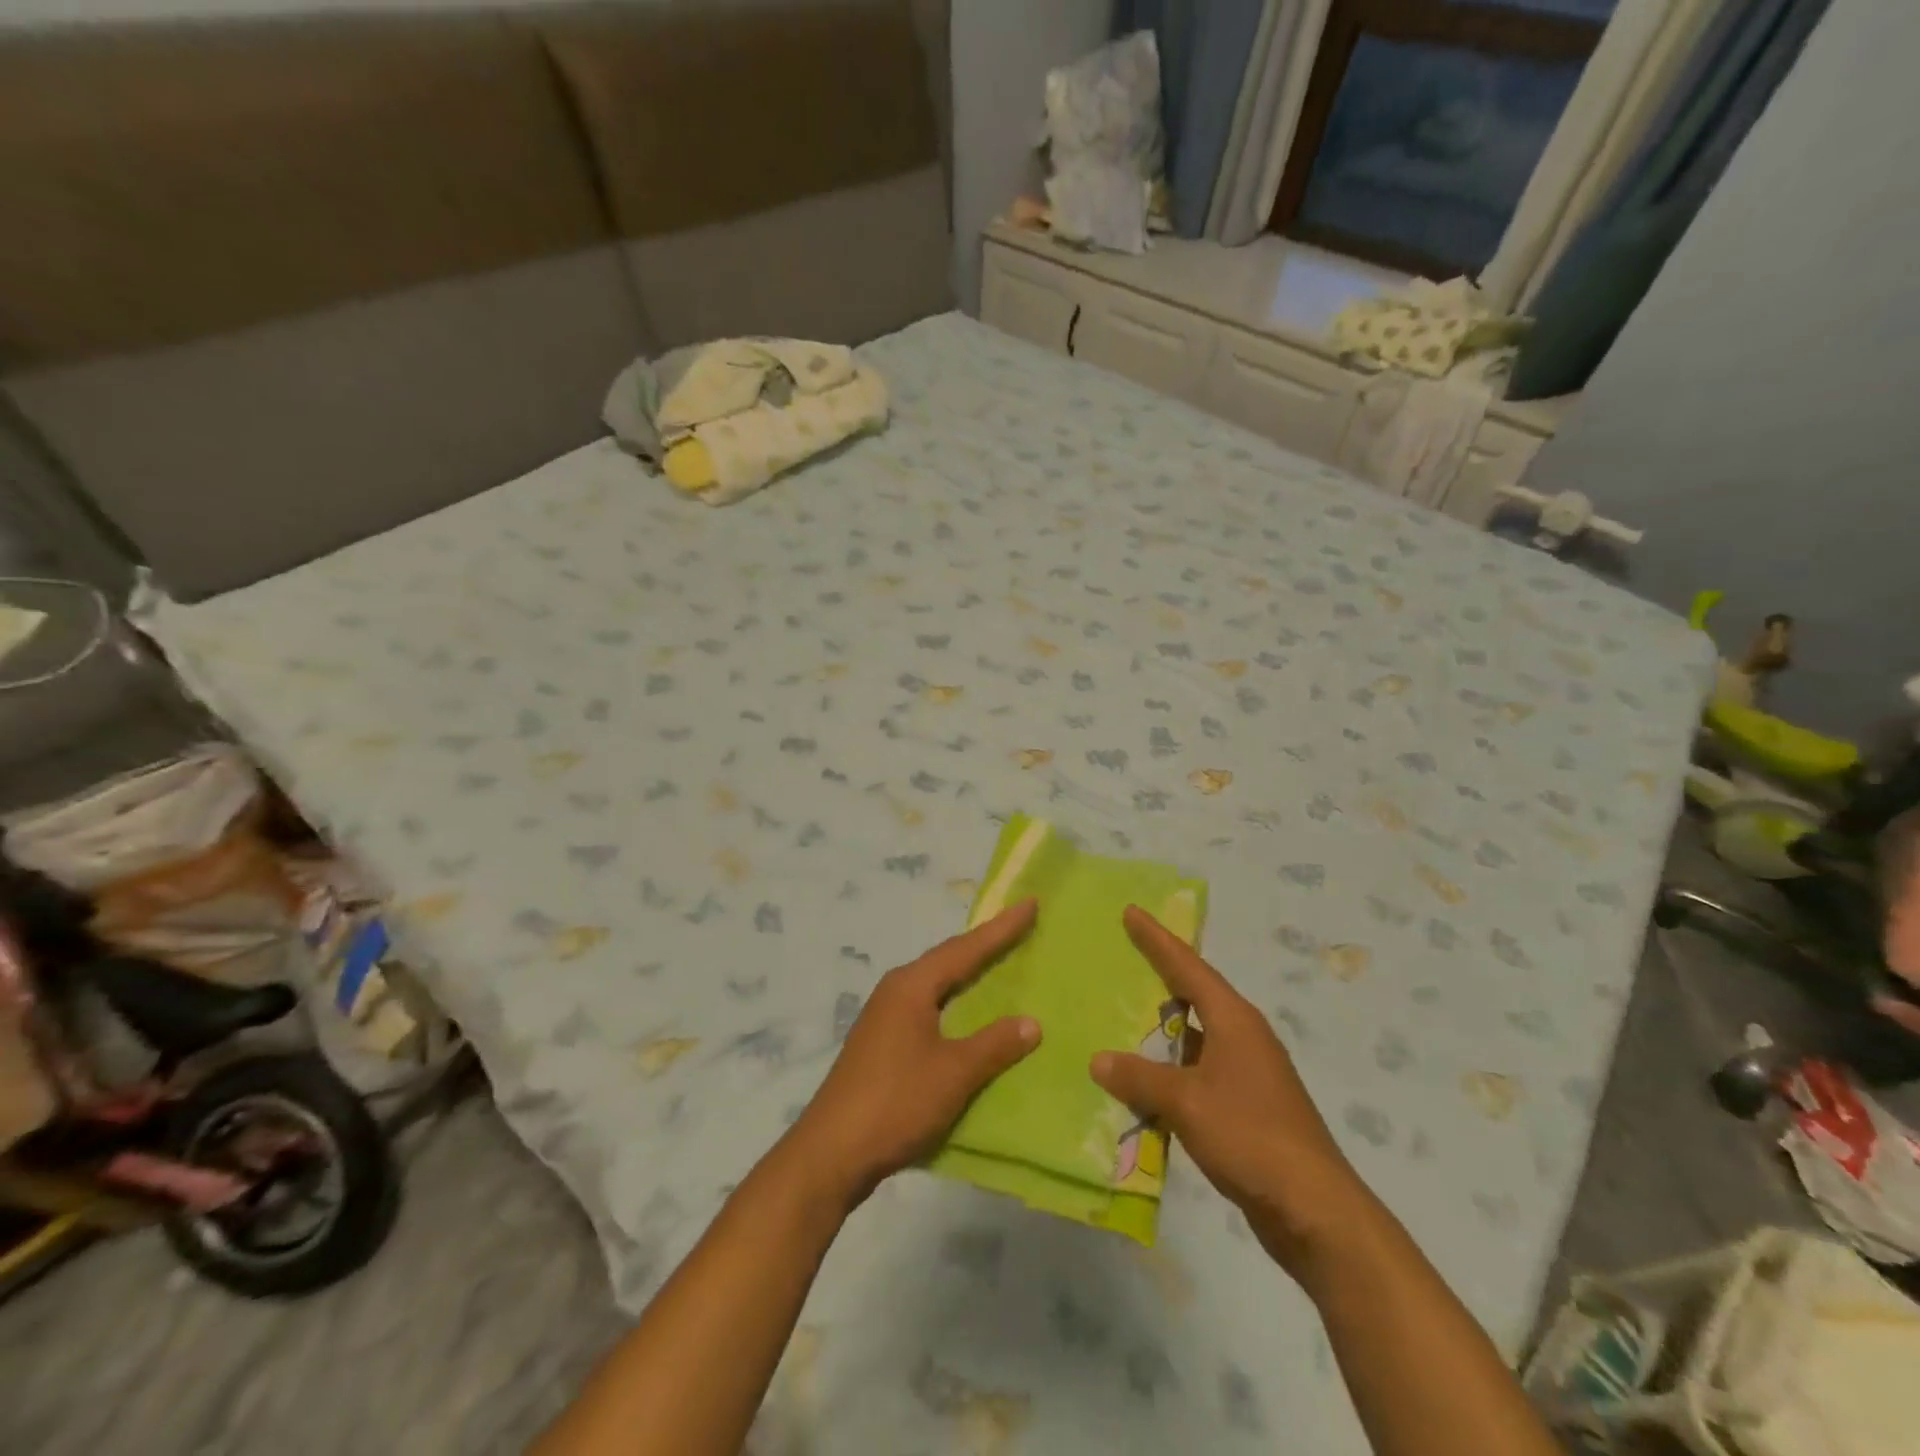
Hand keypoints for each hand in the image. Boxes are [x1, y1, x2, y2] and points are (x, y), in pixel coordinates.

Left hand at [788, 902, 1041, 1208]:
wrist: (831, 1152)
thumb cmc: (896, 1102)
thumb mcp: (954, 1073)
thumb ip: (994, 1045)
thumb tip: (1032, 1022)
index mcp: (912, 986)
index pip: (965, 949)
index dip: (1001, 929)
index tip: (1029, 903)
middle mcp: (896, 990)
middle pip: (948, 959)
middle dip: (984, 944)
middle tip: (1019, 927)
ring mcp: (885, 1016)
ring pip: (936, 984)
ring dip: (968, 973)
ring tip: (999, 962)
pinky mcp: (882, 1042)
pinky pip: (928, 1006)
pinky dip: (954, 1001)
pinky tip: (967, 1014)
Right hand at [1091, 906, 1371, 1279]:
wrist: (1315, 1210)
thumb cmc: (1251, 1136)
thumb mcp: (1187, 1102)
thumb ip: (1140, 1078)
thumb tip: (1099, 1060)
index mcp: (1233, 1020)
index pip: (1188, 966)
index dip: (1157, 939)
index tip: (1131, 912)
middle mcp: (1243, 1037)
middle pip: (1194, 995)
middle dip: (1159, 977)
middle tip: (1123, 958)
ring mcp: (1248, 1073)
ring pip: (1194, 1038)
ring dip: (1161, 1032)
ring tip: (1121, 1018)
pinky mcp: (1247, 1107)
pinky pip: (1198, 1073)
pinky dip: (1170, 1071)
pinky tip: (1143, 1083)